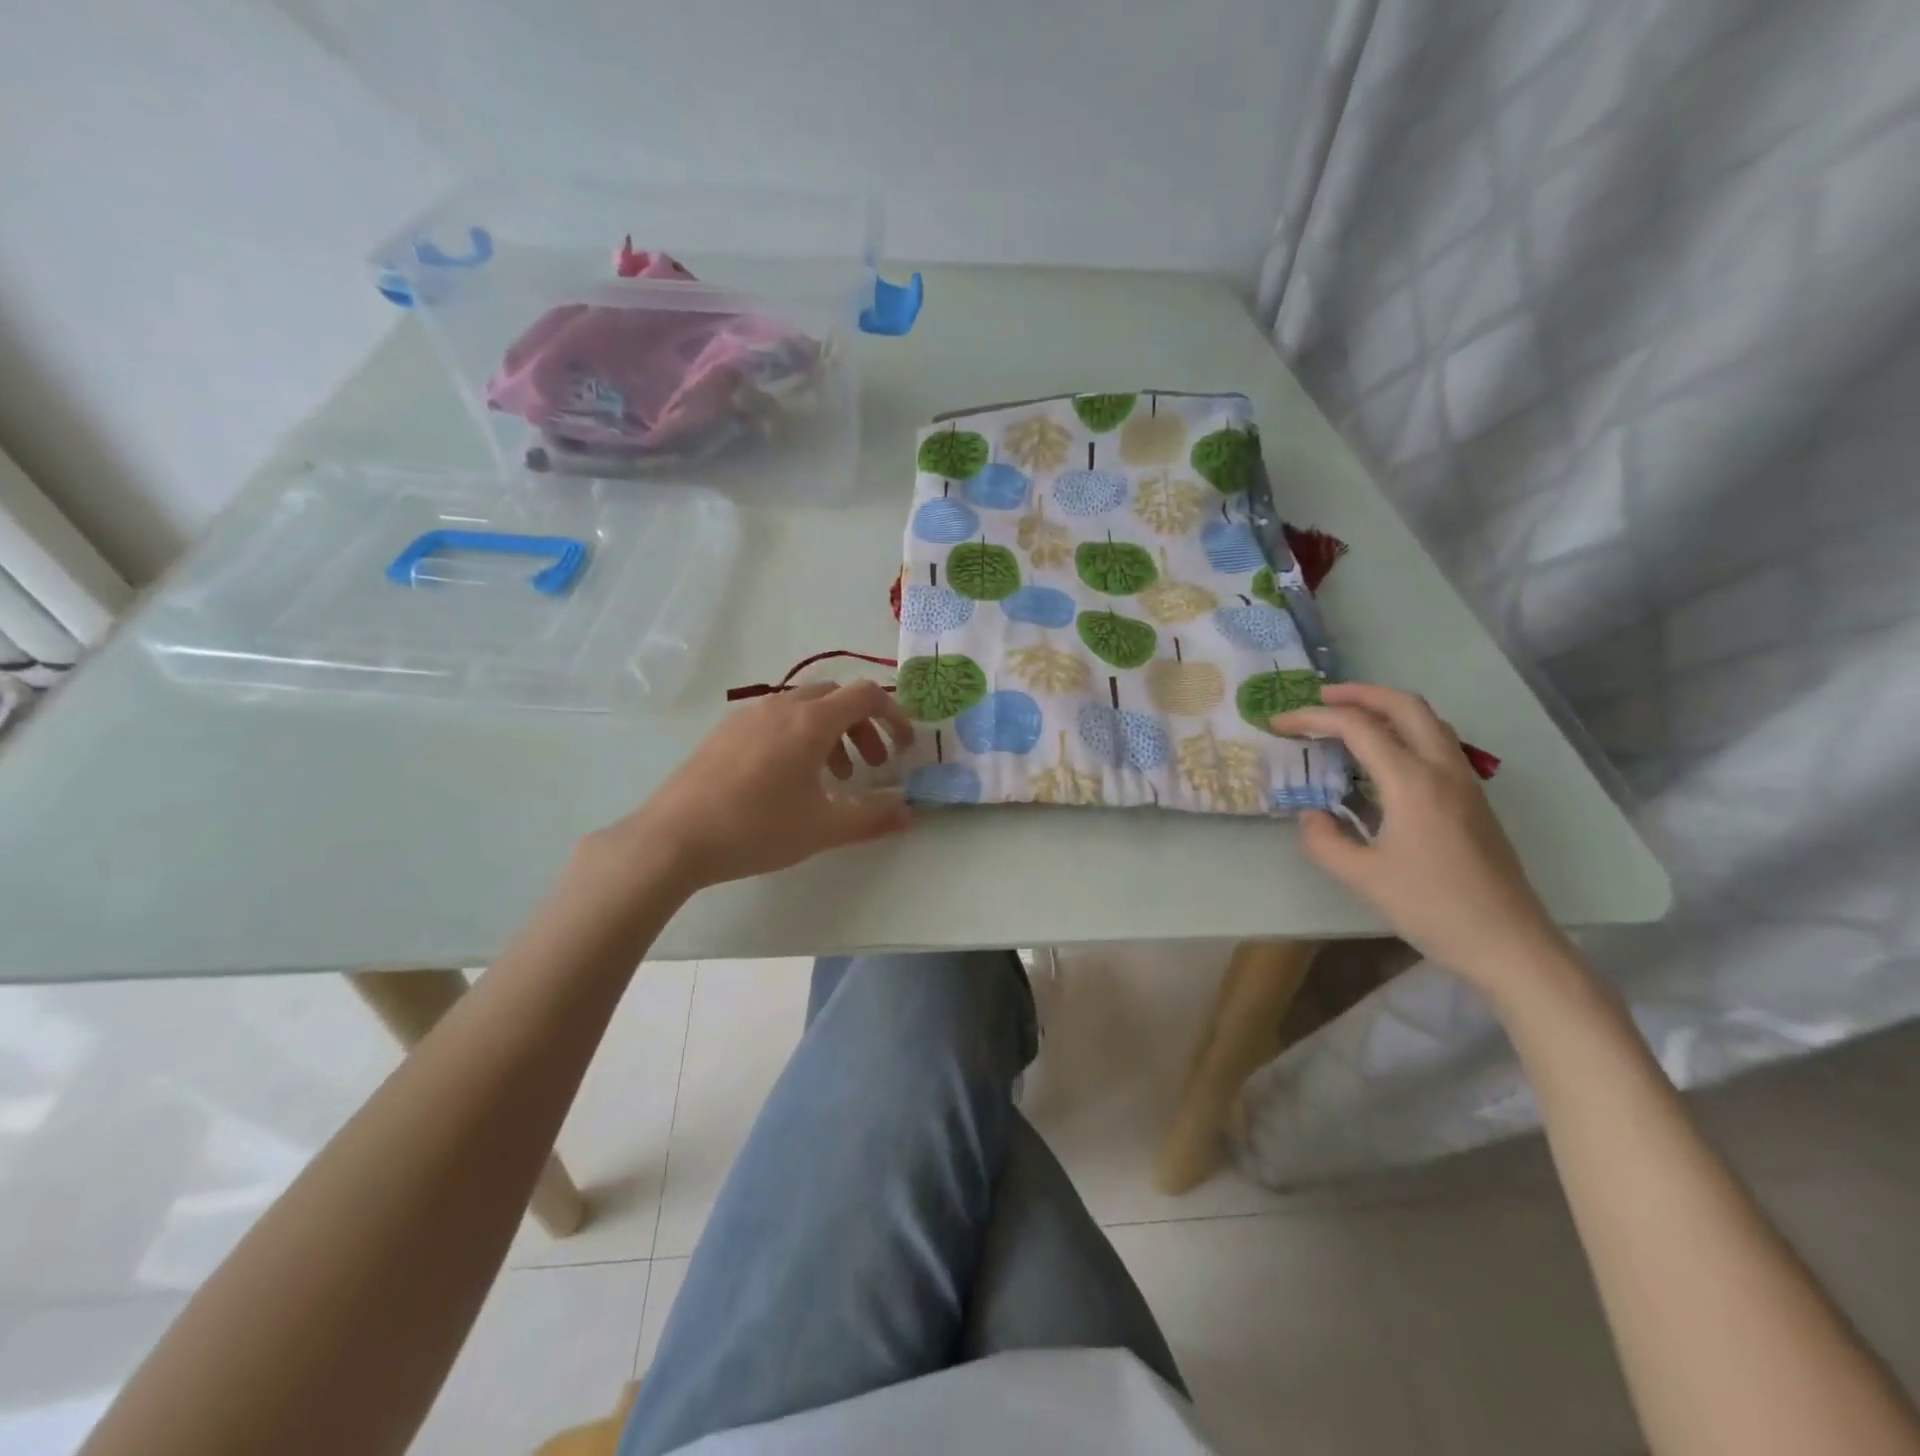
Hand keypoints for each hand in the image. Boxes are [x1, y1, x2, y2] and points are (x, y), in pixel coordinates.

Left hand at [589, 681, 914, 893]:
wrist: (673, 838)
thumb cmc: (756, 829)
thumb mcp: (823, 828)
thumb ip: (873, 818)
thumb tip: (909, 812)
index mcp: (810, 722)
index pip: (866, 696)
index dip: (894, 716)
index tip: (903, 747)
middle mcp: (781, 707)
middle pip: (836, 698)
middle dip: (863, 727)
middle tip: (871, 766)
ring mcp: (748, 716)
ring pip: (804, 709)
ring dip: (831, 734)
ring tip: (833, 779)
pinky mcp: (725, 732)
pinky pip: (776, 720)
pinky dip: (799, 737)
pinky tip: (787, 780)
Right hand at [1272, 683, 1570, 999]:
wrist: (1509, 943)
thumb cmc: (1432, 908)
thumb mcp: (1362, 878)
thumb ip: (1324, 840)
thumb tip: (1311, 815)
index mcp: (1413, 782)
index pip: (1358, 728)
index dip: (1313, 718)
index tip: (1278, 722)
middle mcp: (1443, 770)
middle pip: (1405, 706)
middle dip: (1359, 693)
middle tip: (1320, 698)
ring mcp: (1465, 783)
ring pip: (1428, 721)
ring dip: (1386, 708)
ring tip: (1349, 718)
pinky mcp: (1473, 800)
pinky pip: (1437, 743)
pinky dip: (1404, 731)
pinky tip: (1382, 758)